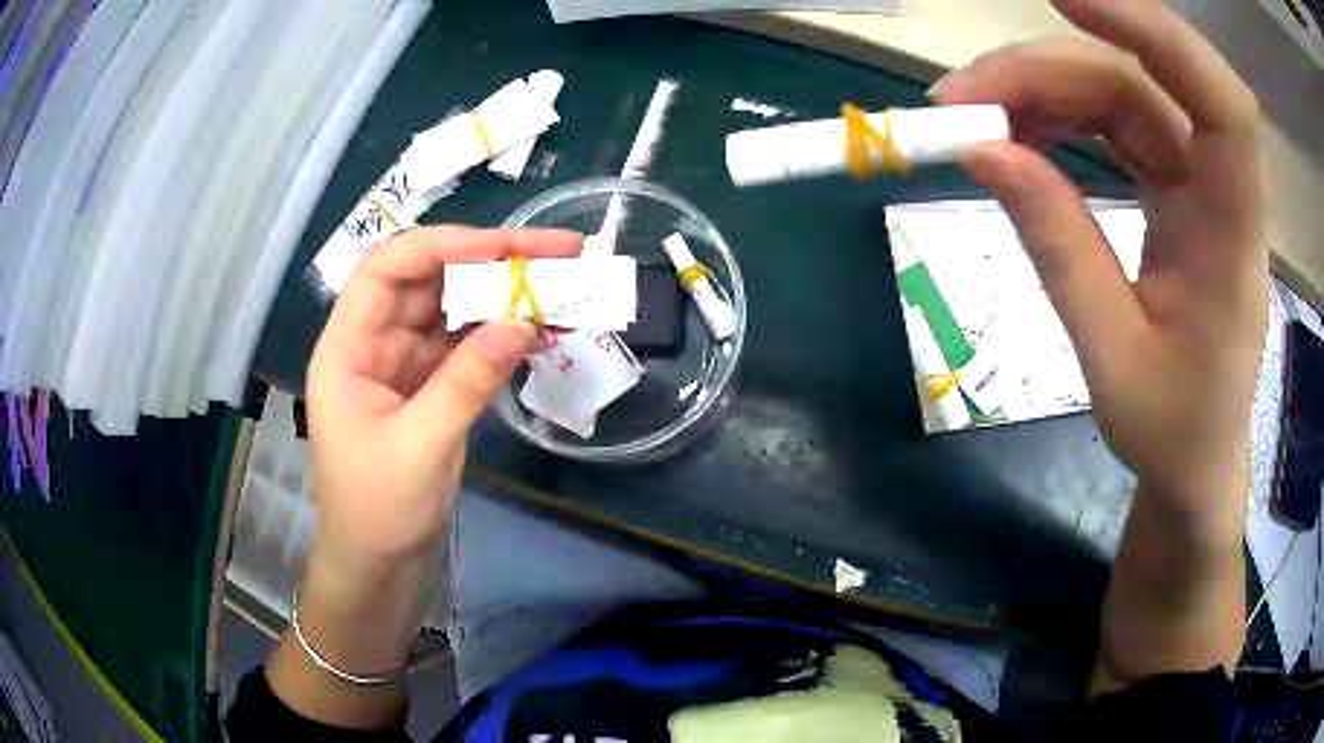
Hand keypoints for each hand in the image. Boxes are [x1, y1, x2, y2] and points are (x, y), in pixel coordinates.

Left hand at [306, 226, 581, 577]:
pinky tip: (539, 328)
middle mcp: (373, 343)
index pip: (388, 267)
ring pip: (451, 309)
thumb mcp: (421, 447)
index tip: (509, 247)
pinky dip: (500, 335)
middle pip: (427, 279)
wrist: (377, 567)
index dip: (445, 245)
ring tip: (560, 284)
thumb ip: (467, 381)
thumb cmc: (378, 512)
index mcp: (347, 347)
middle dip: (489, 261)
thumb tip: (524, 320)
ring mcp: (402, 364)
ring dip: (501, 295)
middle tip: (558, 252)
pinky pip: (465, 346)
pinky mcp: (428, 388)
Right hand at [933, 0, 1265, 526]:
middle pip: (1140, 84)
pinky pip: (1118, 121)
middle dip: (1048, 69)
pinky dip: (1061, 114)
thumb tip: (985, 150)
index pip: (1222, 106)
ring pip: (1122, 92)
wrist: (1198, 458)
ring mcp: (1198, 181)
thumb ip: (1058, 248)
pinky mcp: (1176, 184)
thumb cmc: (1172, 430)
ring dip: (1043, 88)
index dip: (1156, 33)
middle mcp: (1222, 189)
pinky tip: (1018, 132)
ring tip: (972, 117)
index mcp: (1233, 238)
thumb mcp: (1111, 358)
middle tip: (960, 98)